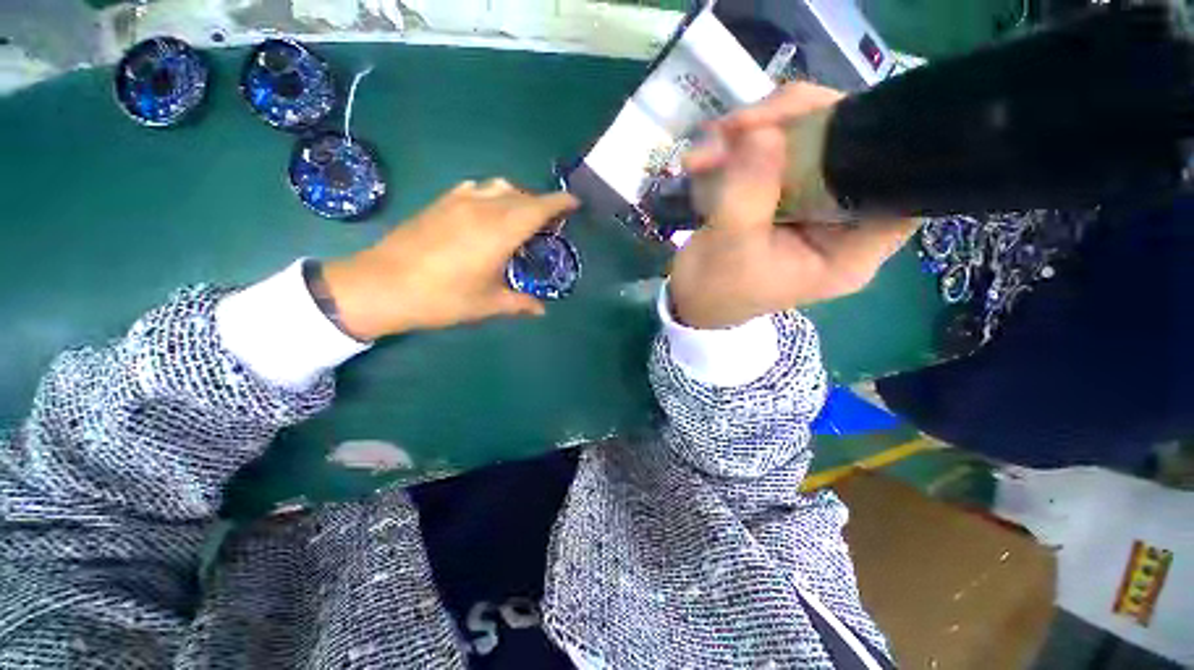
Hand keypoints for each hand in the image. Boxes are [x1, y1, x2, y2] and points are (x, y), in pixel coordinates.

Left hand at [322, 179, 577, 339]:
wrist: (381, 286)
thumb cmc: (441, 298)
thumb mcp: (487, 304)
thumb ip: (520, 303)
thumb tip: (541, 310)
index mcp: (499, 232)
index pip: (538, 208)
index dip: (560, 202)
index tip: (575, 203)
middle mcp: (483, 209)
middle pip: (522, 195)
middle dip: (541, 203)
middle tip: (550, 222)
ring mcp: (458, 202)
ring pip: (499, 187)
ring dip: (517, 197)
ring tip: (521, 217)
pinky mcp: (440, 202)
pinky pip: (476, 188)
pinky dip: (492, 194)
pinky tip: (489, 211)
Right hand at [669, 86, 918, 329]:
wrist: (687, 300)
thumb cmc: (714, 291)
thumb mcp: (730, 249)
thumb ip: (749, 193)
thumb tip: (764, 132)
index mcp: (849, 250)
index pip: (897, 185)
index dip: (873, 141)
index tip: (819, 118)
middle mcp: (840, 221)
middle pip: (848, 147)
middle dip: (793, 124)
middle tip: (739, 127)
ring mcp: (811, 202)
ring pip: (807, 139)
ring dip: (753, 133)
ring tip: (706, 153)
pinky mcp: (783, 193)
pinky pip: (773, 151)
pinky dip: (736, 147)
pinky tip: (703, 160)